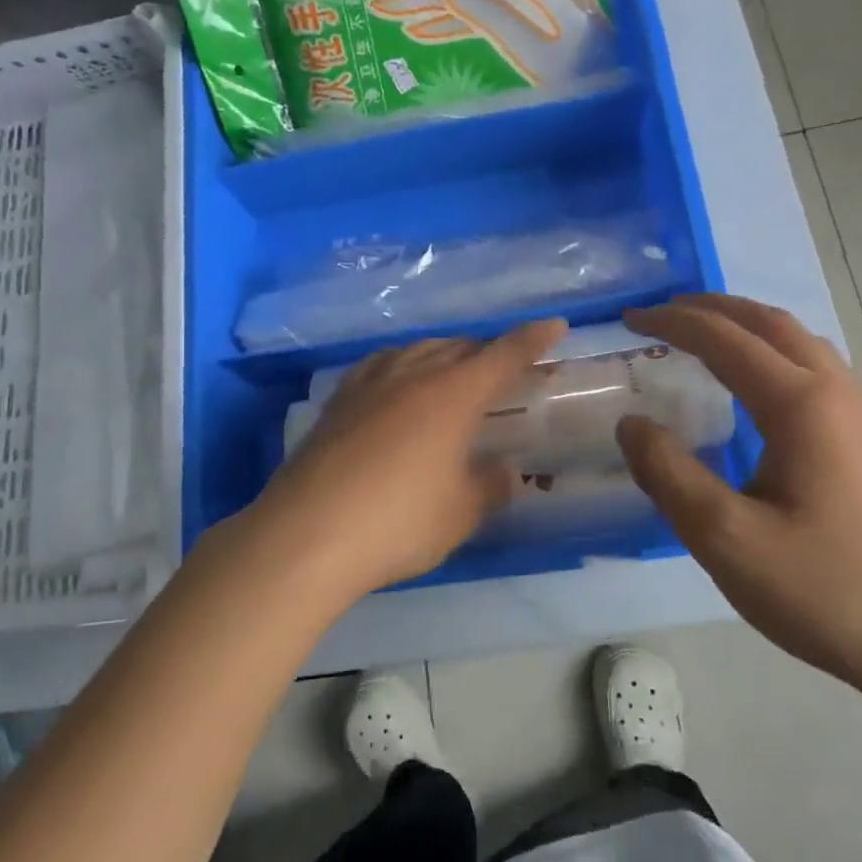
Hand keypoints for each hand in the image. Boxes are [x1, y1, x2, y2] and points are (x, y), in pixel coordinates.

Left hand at [245, 319, 567, 599]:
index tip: (555, 326)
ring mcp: (368, 385)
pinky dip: (402, 366)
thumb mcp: (460, 513)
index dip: (532, 340)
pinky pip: (379, 366)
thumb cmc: (398, 523)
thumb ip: (489, 486)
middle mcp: (411, 376)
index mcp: (452, 395)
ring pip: (416, 351)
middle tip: (505, 371)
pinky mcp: (336, 402)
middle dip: (487, 353)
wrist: (307, 535)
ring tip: (454, 373)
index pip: (502, 357)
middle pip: (458, 348)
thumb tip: (501, 471)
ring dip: (444, 355)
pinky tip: (397, 384)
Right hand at [615, 294, 861, 708]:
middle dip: (714, 309)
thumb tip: (631, 423)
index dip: (674, 323)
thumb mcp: (724, 538)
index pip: (726, 340)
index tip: (630, 320)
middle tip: (665, 313)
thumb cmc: (824, 590)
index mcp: (801, 406)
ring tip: (708, 338)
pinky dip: (776, 355)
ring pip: (803, 343)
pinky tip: (760, 390)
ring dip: (749, 327)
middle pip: (772, 324)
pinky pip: (819, 371)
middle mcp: (839, 394)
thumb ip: (668, 473)